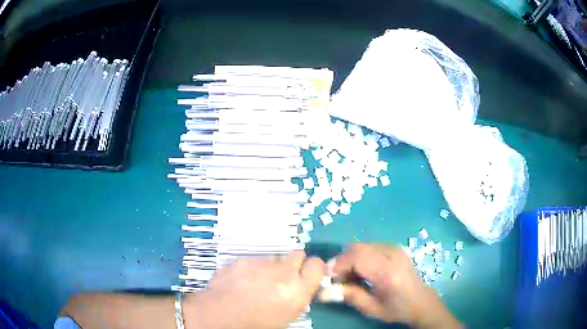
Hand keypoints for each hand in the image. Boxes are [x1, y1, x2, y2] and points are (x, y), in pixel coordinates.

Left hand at [185, 251, 325, 328]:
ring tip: (257, 282)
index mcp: (298, 291)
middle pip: (298, 254)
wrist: (219, 316)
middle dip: (294, 263)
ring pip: (274, 258)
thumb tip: (301, 285)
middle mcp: (282, 273)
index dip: (312, 268)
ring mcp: (260, 264)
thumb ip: (297, 295)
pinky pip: (253, 260)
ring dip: (270, 267)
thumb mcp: (287, 315)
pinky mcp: (243, 259)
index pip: (317, 265)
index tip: (306, 273)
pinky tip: (241, 281)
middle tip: (283, 275)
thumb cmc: (256, 324)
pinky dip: (251, 268)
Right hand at [331, 244, 460, 328]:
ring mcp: (394, 249)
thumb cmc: (397, 309)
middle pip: (357, 248)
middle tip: (339, 279)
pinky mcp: (394, 248)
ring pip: (362, 246)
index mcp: (388, 272)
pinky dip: (360, 257)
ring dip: (350, 259)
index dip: (338, 265)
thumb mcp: (371, 309)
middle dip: (342, 261)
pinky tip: (362, 271)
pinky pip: (370, 247)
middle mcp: (392, 255)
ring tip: (350, 277)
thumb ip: (349, 296)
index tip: (330, 279)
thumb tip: (323, 291)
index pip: (357, 257)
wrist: (421, 301)